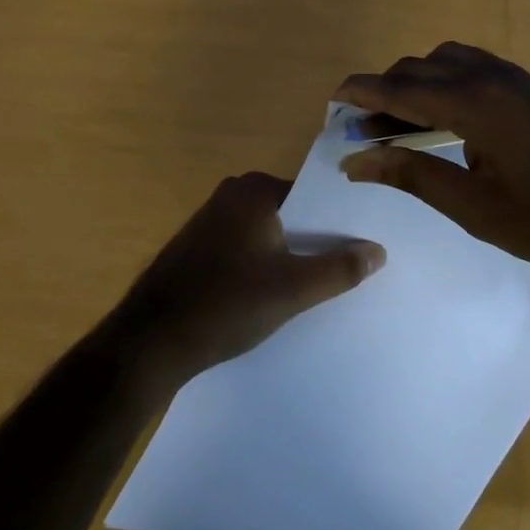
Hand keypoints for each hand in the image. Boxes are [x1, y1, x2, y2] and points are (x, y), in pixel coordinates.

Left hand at [110, 173, 385, 395]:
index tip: (364, 247)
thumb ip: (339, 269)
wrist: (152, 340)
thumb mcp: (292, 289)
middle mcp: (231, 193)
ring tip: (319, 287)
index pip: (313, 197)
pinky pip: (245, 248)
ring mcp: (211, 220)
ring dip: (289, 256)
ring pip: (267, 234)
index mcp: (254, 189)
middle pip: (291, 214)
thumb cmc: (226, 303)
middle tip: (350, 271)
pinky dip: (263, 265)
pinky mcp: (198, 247)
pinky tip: (274, 296)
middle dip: (316, 240)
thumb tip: (378, 250)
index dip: (339, 223)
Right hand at [335, 43, 529, 301]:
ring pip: (447, 60)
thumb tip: (358, 161)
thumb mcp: (474, 208)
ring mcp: (516, 77)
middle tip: (363, 128)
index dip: (362, 91)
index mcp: (475, 102)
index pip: (401, 87)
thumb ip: (413, 175)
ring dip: (416, 81)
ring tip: (401, 122)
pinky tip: (446, 116)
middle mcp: (492, 76)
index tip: (332, 99)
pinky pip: (473, 66)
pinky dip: (445, 80)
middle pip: (420, 67)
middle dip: (385, 90)